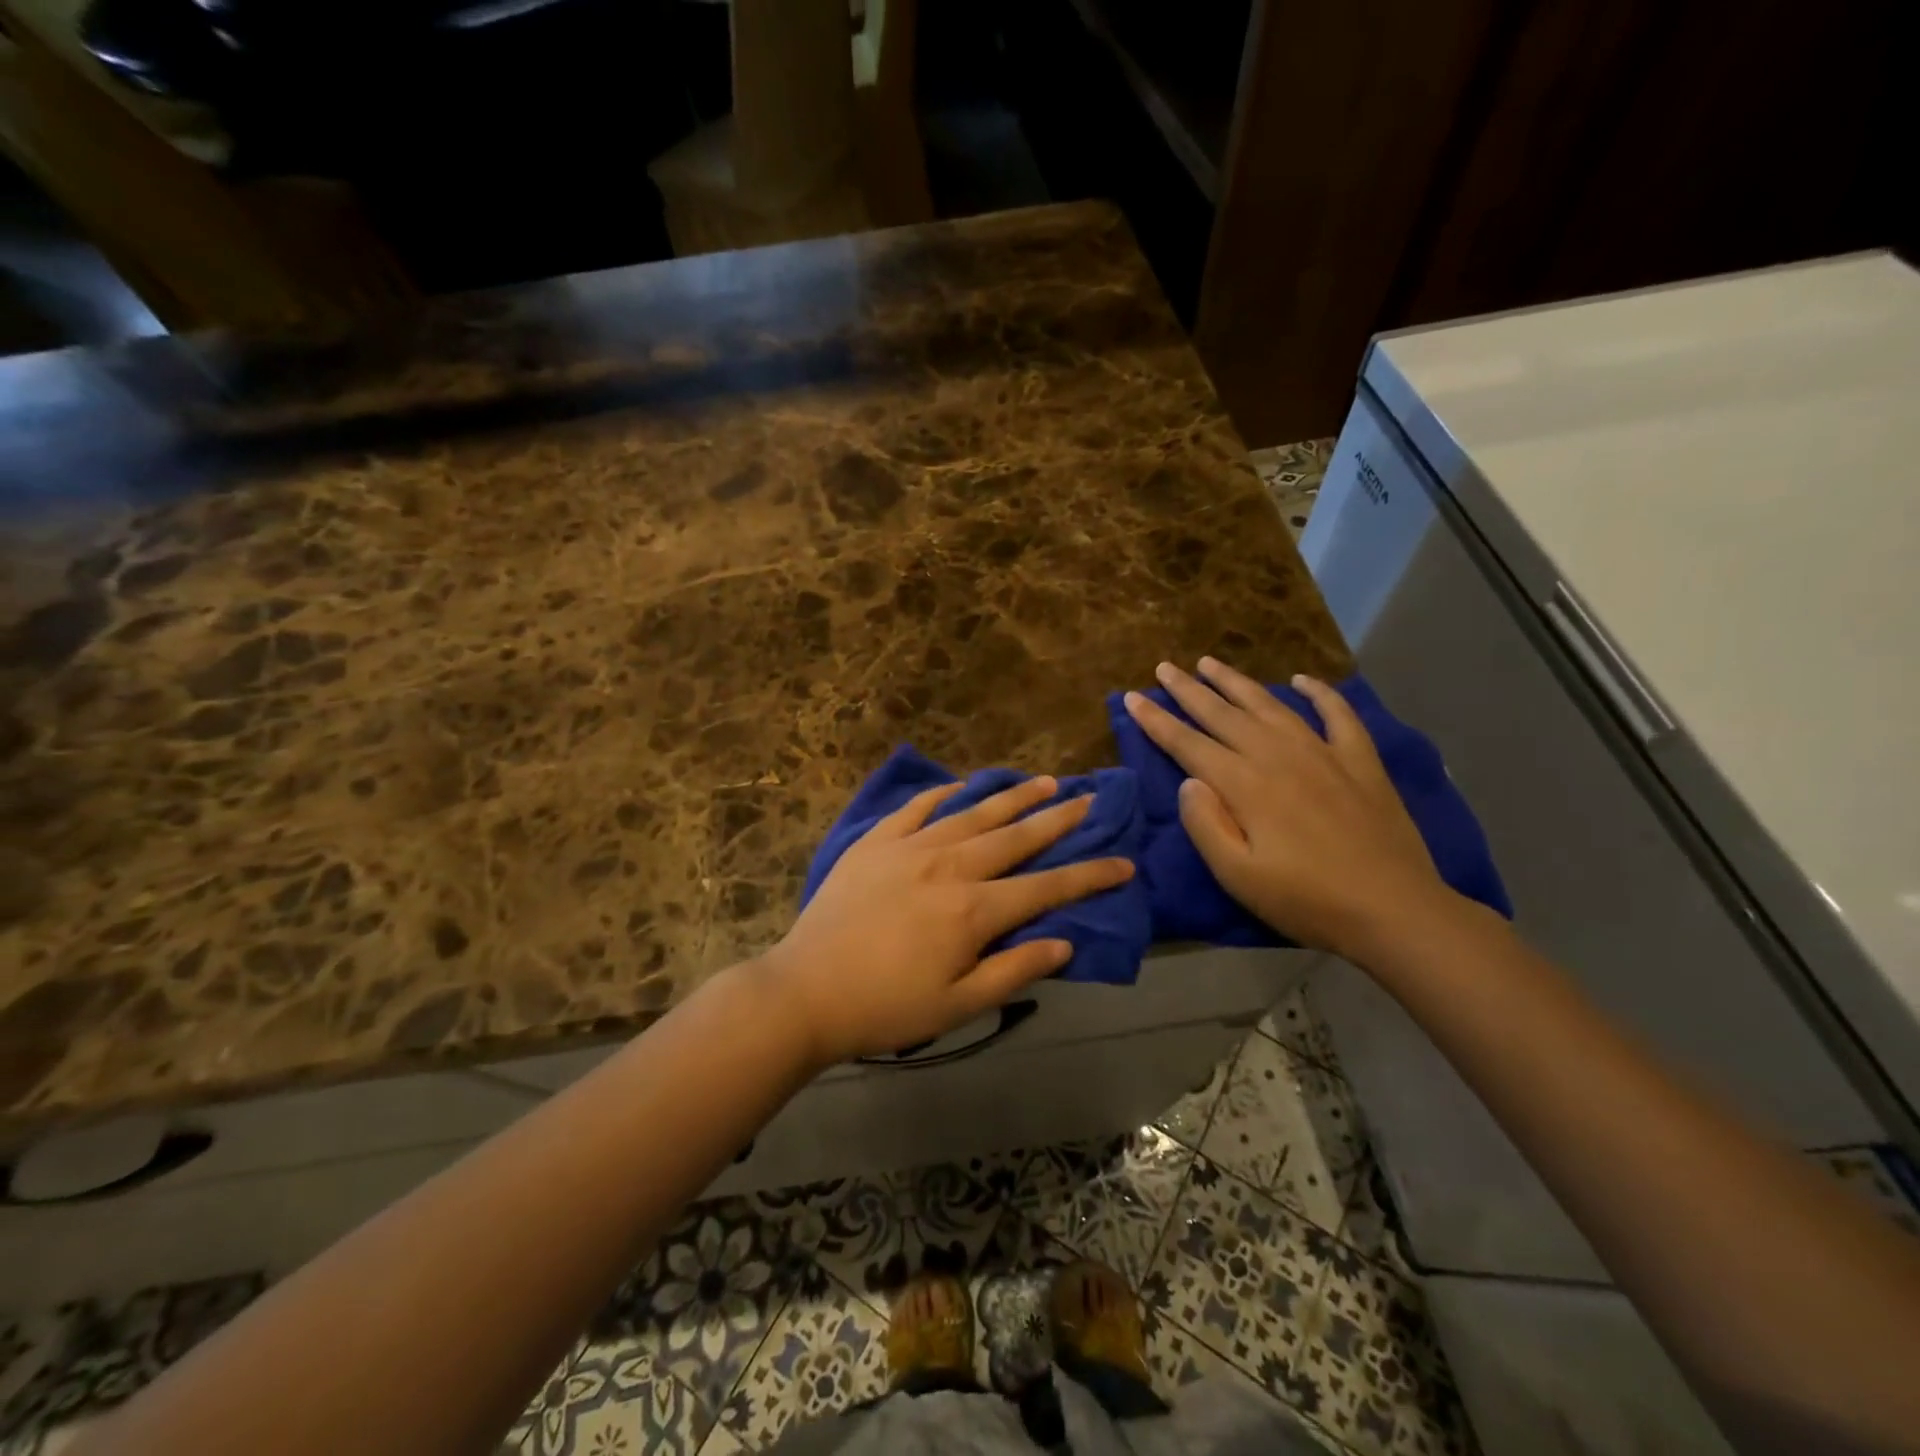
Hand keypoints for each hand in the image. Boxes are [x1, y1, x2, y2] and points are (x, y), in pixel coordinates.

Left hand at [756, 778, 1133, 1065]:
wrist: (806, 990)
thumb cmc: (886, 1007)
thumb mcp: (958, 1005)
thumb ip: (1014, 970)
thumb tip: (1064, 943)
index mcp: (974, 910)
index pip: (1047, 887)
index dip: (1090, 875)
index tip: (1124, 861)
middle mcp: (950, 866)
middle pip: (1015, 836)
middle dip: (1058, 819)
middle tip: (1088, 799)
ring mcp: (910, 847)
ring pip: (973, 813)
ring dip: (1012, 797)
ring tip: (1043, 781)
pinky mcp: (876, 841)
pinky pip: (917, 808)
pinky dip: (944, 793)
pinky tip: (963, 785)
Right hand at [1123, 658, 1456, 962]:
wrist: (1394, 909)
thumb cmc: (1306, 899)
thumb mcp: (1238, 875)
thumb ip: (1205, 824)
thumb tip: (1187, 781)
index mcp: (1245, 784)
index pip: (1188, 744)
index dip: (1157, 721)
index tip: (1132, 698)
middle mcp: (1278, 756)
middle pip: (1223, 715)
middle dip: (1188, 691)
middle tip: (1164, 667)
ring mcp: (1323, 753)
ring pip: (1270, 705)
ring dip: (1236, 683)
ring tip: (1210, 663)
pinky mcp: (1360, 762)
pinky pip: (1337, 715)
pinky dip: (1319, 693)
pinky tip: (1302, 680)